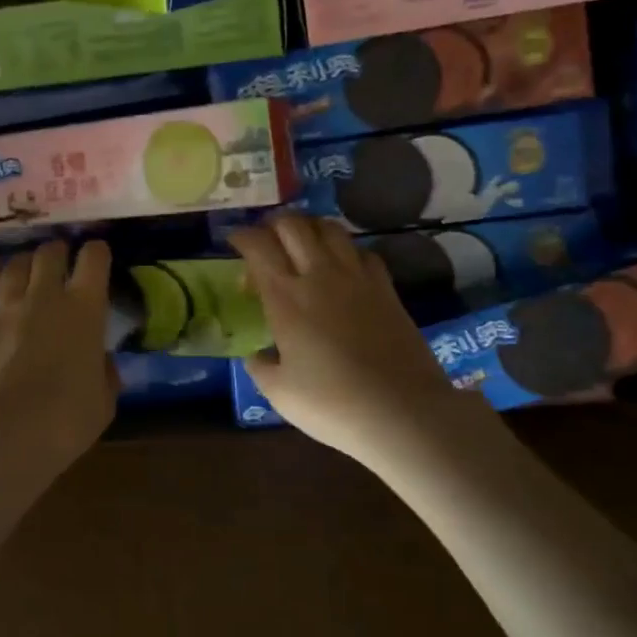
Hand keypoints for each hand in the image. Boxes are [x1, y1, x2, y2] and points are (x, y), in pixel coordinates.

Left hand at [0, 241, 117, 462]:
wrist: (4, 433)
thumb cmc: (65, 420)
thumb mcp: (103, 402)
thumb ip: (105, 374)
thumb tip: (101, 362)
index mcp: (84, 309)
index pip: (94, 260)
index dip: (97, 252)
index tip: (98, 254)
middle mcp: (44, 296)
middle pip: (49, 253)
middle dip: (57, 250)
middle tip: (60, 257)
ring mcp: (5, 307)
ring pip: (14, 265)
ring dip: (24, 261)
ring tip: (27, 265)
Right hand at [229, 214, 496, 464]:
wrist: (402, 412)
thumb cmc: (333, 404)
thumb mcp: (279, 393)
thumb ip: (260, 367)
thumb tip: (257, 354)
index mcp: (285, 298)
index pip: (258, 245)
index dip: (242, 236)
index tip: (234, 242)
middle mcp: (319, 275)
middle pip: (294, 224)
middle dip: (273, 224)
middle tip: (266, 240)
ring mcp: (357, 278)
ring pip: (330, 228)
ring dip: (310, 228)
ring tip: (302, 245)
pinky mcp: (386, 288)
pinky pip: (362, 251)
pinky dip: (346, 250)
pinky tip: (343, 268)